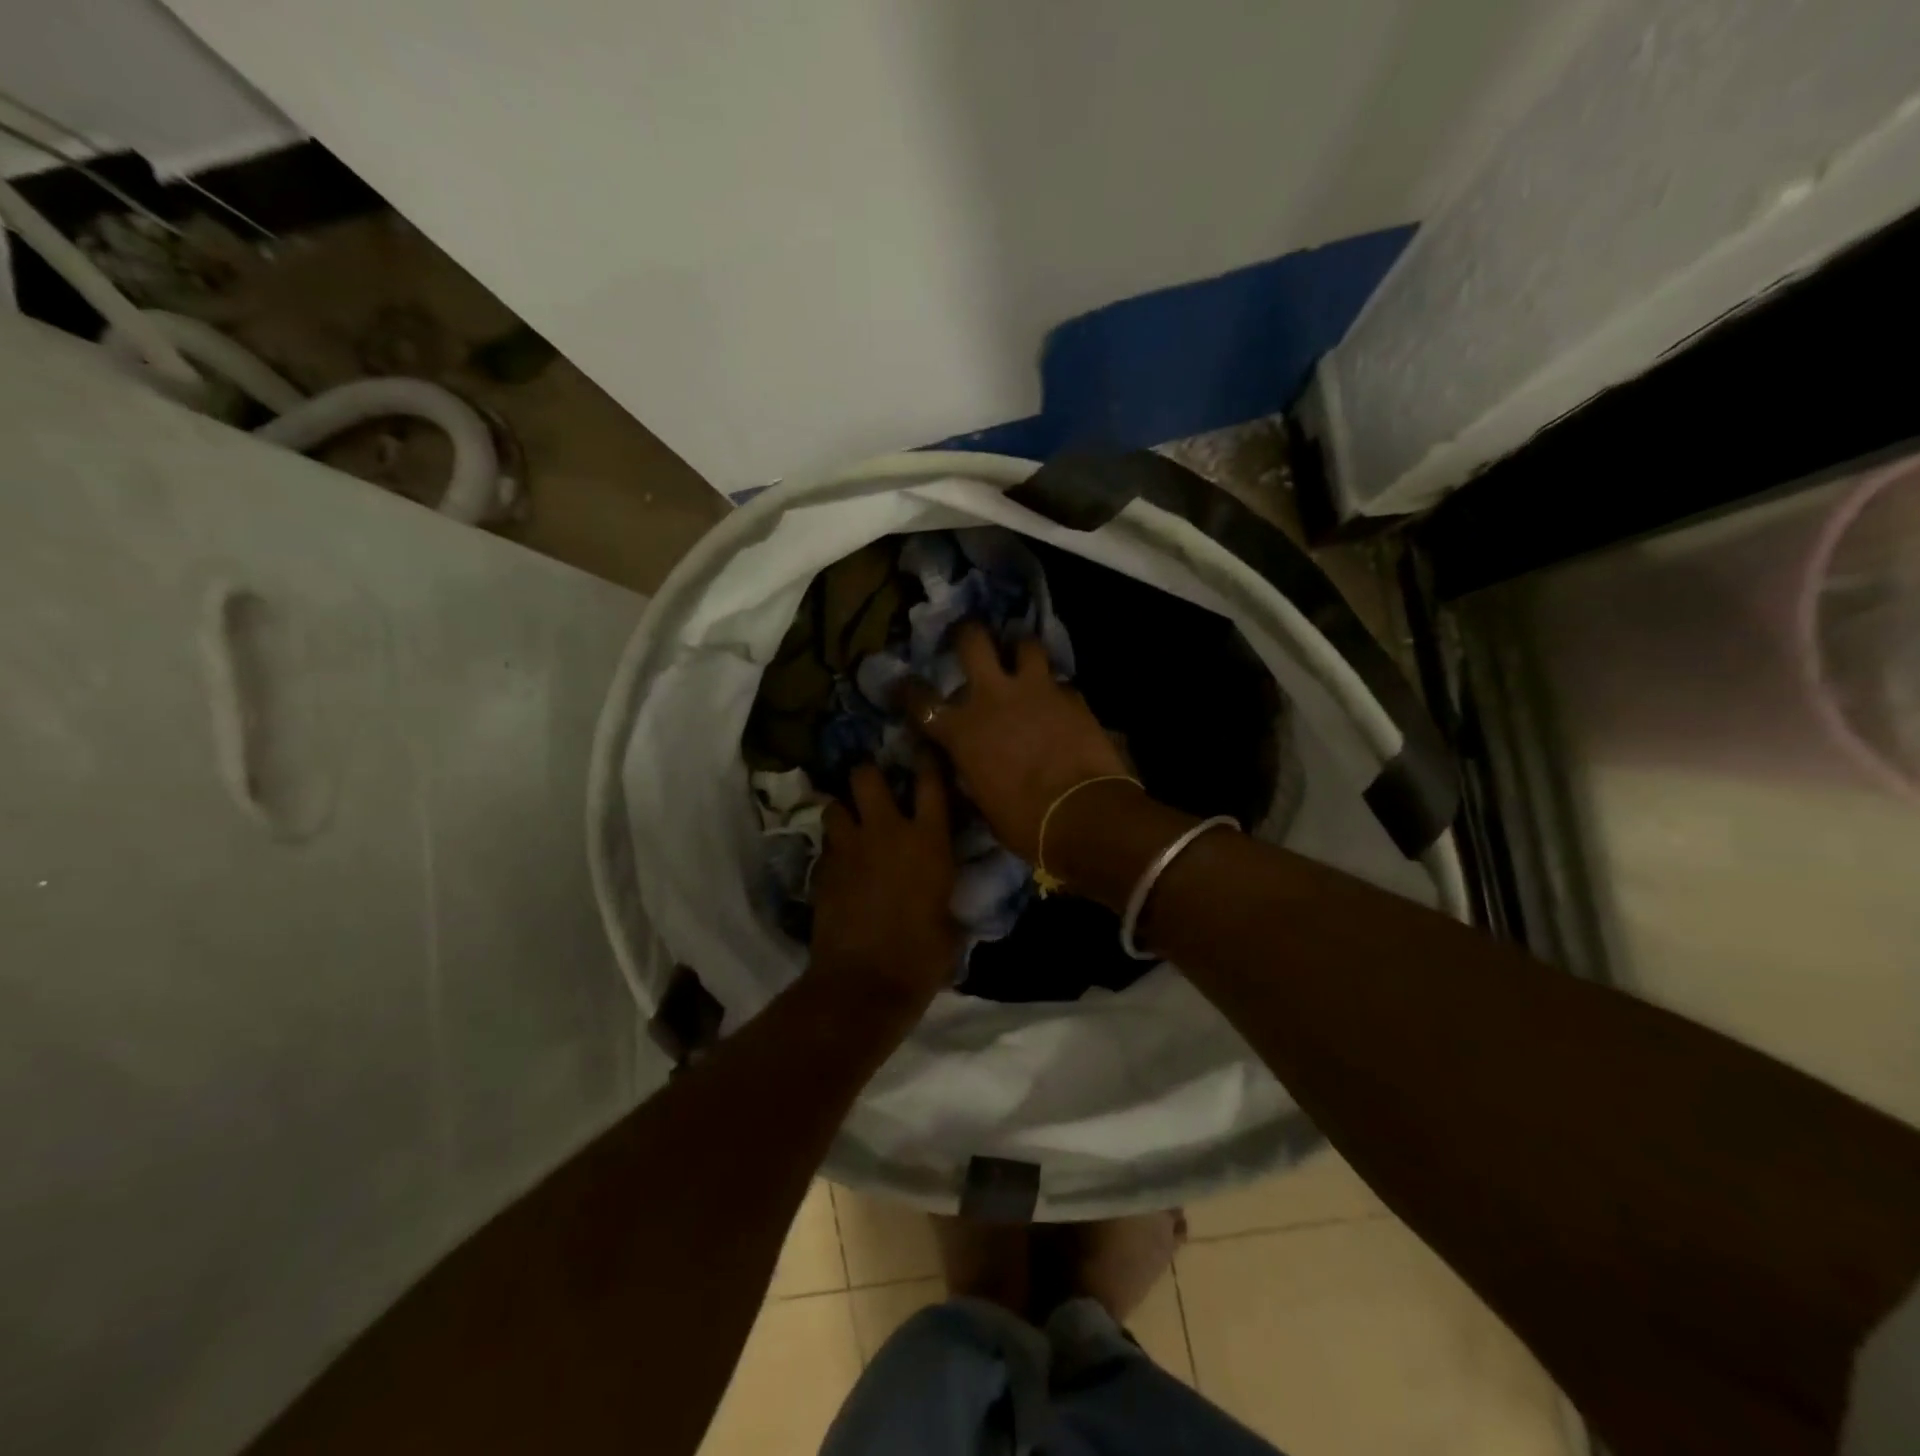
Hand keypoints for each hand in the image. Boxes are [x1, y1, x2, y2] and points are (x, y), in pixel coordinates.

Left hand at [810, 759, 960, 999]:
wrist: (863, 984)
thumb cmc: (921, 958)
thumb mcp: (949, 925)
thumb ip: (943, 896)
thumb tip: (941, 897)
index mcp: (928, 842)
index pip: (930, 783)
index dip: (926, 761)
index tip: (924, 751)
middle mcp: (886, 833)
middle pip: (866, 776)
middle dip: (868, 776)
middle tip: (874, 789)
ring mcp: (849, 849)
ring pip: (835, 805)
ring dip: (843, 811)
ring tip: (851, 825)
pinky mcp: (823, 871)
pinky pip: (827, 845)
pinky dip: (834, 848)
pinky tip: (841, 864)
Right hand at [898, 622, 1133, 861]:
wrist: (1083, 813)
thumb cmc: (1025, 823)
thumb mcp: (984, 805)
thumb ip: (973, 775)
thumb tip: (970, 770)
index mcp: (962, 731)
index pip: (920, 701)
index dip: (907, 690)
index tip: (904, 685)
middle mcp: (993, 698)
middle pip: (973, 641)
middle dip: (967, 633)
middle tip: (968, 637)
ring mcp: (1035, 690)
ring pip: (1025, 644)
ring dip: (1020, 649)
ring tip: (1022, 658)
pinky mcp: (1072, 696)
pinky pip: (1059, 681)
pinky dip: (1055, 689)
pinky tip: (1058, 702)